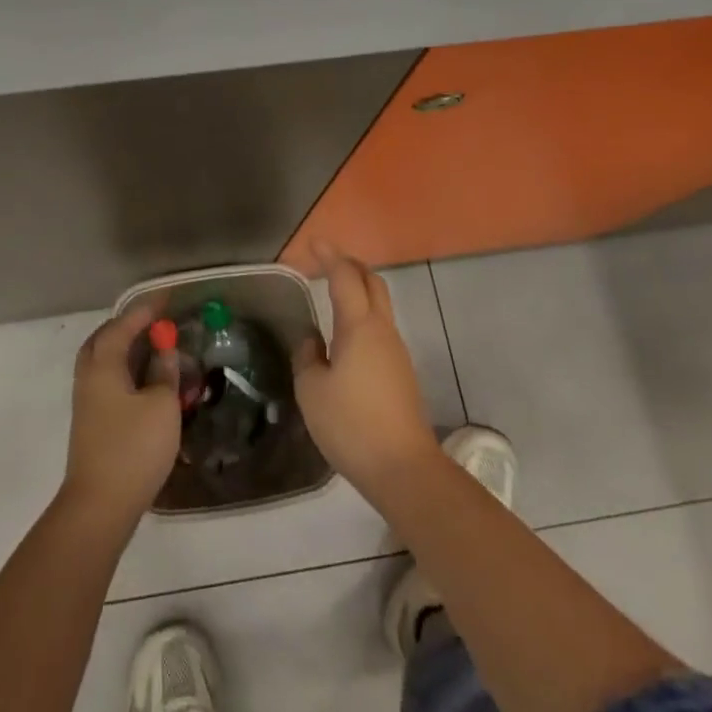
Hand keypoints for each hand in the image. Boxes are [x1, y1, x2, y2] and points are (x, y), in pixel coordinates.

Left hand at [62, 305, 180, 525]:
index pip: (124, 325)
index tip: (166, 298)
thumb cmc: (133, 449)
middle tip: (154, 322)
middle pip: (104, 339)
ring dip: (126, 350)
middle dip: (128, 326)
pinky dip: (126, 371)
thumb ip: (164, 373)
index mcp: (103, 364)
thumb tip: (164, 351)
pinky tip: (146, 382)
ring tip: (153, 348)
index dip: (146, 310)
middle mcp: (89, 376)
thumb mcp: (161, 406)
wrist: (99, 506)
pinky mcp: (92, 422)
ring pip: (104, 361)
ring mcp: (87, 401)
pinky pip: (108, 380)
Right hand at [294, 243, 439, 500]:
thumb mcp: (312, 390)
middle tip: (327, 261)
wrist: (403, 468)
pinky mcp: (401, 372)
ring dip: (359, 290)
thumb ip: (307, 356)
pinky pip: (381, 328)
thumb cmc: (351, 424)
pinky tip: (346, 335)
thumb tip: (312, 340)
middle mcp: (382, 330)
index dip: (329, 256)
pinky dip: (363, 315)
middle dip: (351, 265)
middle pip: (373, 282)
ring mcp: (397, 351)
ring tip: (333, 293)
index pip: (345, 277)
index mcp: (359, 326)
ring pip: (380, 305)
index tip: (313, 243)